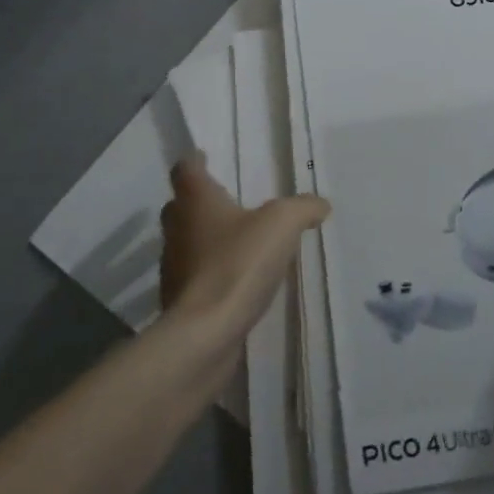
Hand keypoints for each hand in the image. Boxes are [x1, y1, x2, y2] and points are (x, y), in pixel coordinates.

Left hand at [159, 156, 327, 343]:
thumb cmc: (238, 263)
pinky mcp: (178, 301)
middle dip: (199, 202)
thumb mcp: (282, 224)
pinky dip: (209, 274)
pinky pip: (193, 277)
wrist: (205, 334)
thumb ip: (303, 208)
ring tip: (236, 243)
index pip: (185, 169)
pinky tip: (235, 281)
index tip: (206, 159)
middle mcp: (177, 228)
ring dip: (204, 240)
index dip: (195, 162)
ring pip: (185, 242)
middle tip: (228, 202)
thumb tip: (320, 204)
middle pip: (180, 206)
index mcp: (195, 200)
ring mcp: (173, 267)